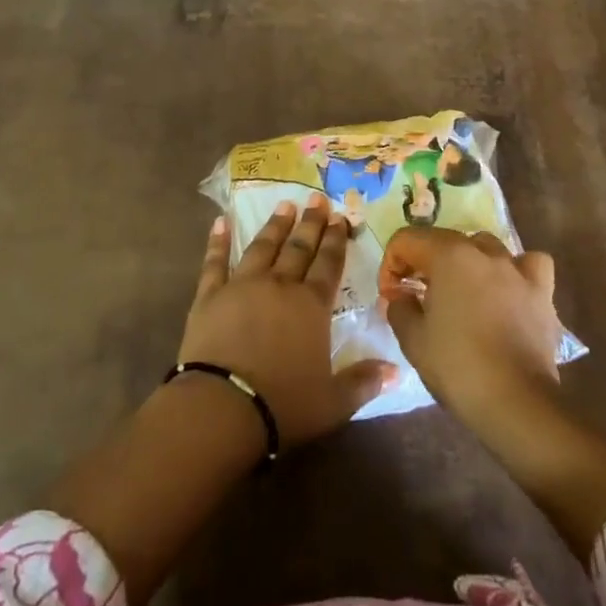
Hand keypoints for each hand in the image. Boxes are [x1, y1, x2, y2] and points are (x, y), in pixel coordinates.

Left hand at [180, 197, 395, 448]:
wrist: (222, 407)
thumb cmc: (283, 404)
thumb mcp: (333, 402)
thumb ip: (364, 382)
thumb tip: (396, 371)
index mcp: (311, 306)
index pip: (328, 265)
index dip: (335, 240)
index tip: (340, 217)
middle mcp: (279, 286)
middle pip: (298, 249)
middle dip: (310, 223)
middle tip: (317, 199)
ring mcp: (242, 286)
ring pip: (262, 247)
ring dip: (274, 226)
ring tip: (284, 206)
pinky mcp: (209, 296)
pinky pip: (215, 262)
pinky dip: (218, 242)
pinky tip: (221, 222)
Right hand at [384, 228, 562, 435]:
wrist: (516, 402)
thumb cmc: (457, 366)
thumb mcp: (412, 339)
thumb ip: (399, 308)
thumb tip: (400, 297)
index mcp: (448, 255)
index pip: (407, 241)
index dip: (391, 265)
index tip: (391, 296)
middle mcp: (483, 252)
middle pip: (444, 240)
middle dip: (424, 262)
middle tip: (416, 295)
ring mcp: (516, 269)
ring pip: (485, 247)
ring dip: (466, 262)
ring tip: (460, 290)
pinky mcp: (541, 292)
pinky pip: (528, 264)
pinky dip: (516, 270)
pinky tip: (508, 287)